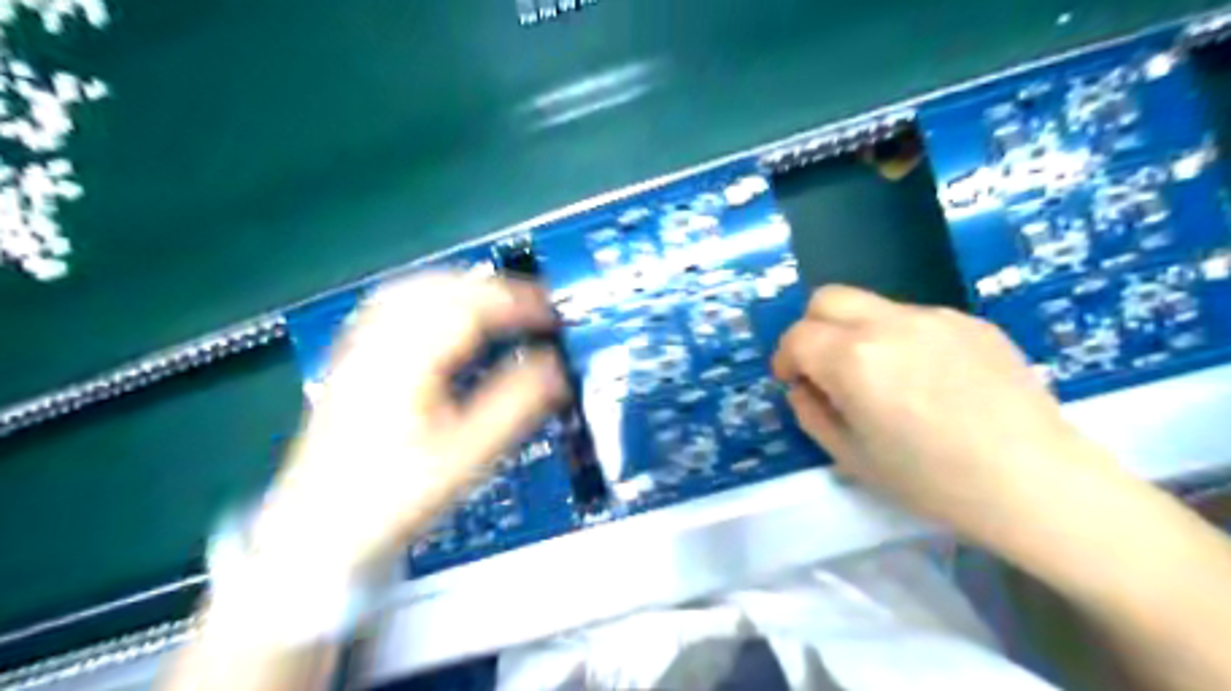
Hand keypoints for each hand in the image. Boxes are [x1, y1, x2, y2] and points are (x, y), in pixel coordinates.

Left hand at [256, 273, 573, 580]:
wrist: (318, 531)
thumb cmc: (393, 497)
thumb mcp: (465, 457)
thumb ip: (514, 406)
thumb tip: (553, 368)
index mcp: (405, 364)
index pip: (469, 310)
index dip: (517, 305)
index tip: (550, 315)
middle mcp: (376, 345)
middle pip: (439, 289)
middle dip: (493, 290)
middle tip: (532, 306)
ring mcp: (358, 350)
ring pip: (413, 290)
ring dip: (463, 287)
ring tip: (498, 303)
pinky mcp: (351, 361)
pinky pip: (392, 307)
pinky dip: (431, 298)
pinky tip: (446, 313)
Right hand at [773, 284, 1122, 535]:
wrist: (1036, 482)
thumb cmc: (933, 480)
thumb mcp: (852, 457)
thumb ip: (811, 413)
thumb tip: (803, 387)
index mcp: (854, 359)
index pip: (797, 336)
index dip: (785, 358)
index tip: (794, 381)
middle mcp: (889, 324)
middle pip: (828, 298)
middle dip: (812, 328)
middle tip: (824, 367)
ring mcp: (935, 317)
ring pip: (872, 306)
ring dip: (857, 333)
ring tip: (883, 378)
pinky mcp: (971, 321)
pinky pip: (915, 319)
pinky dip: (900, 339)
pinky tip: (928, 379)